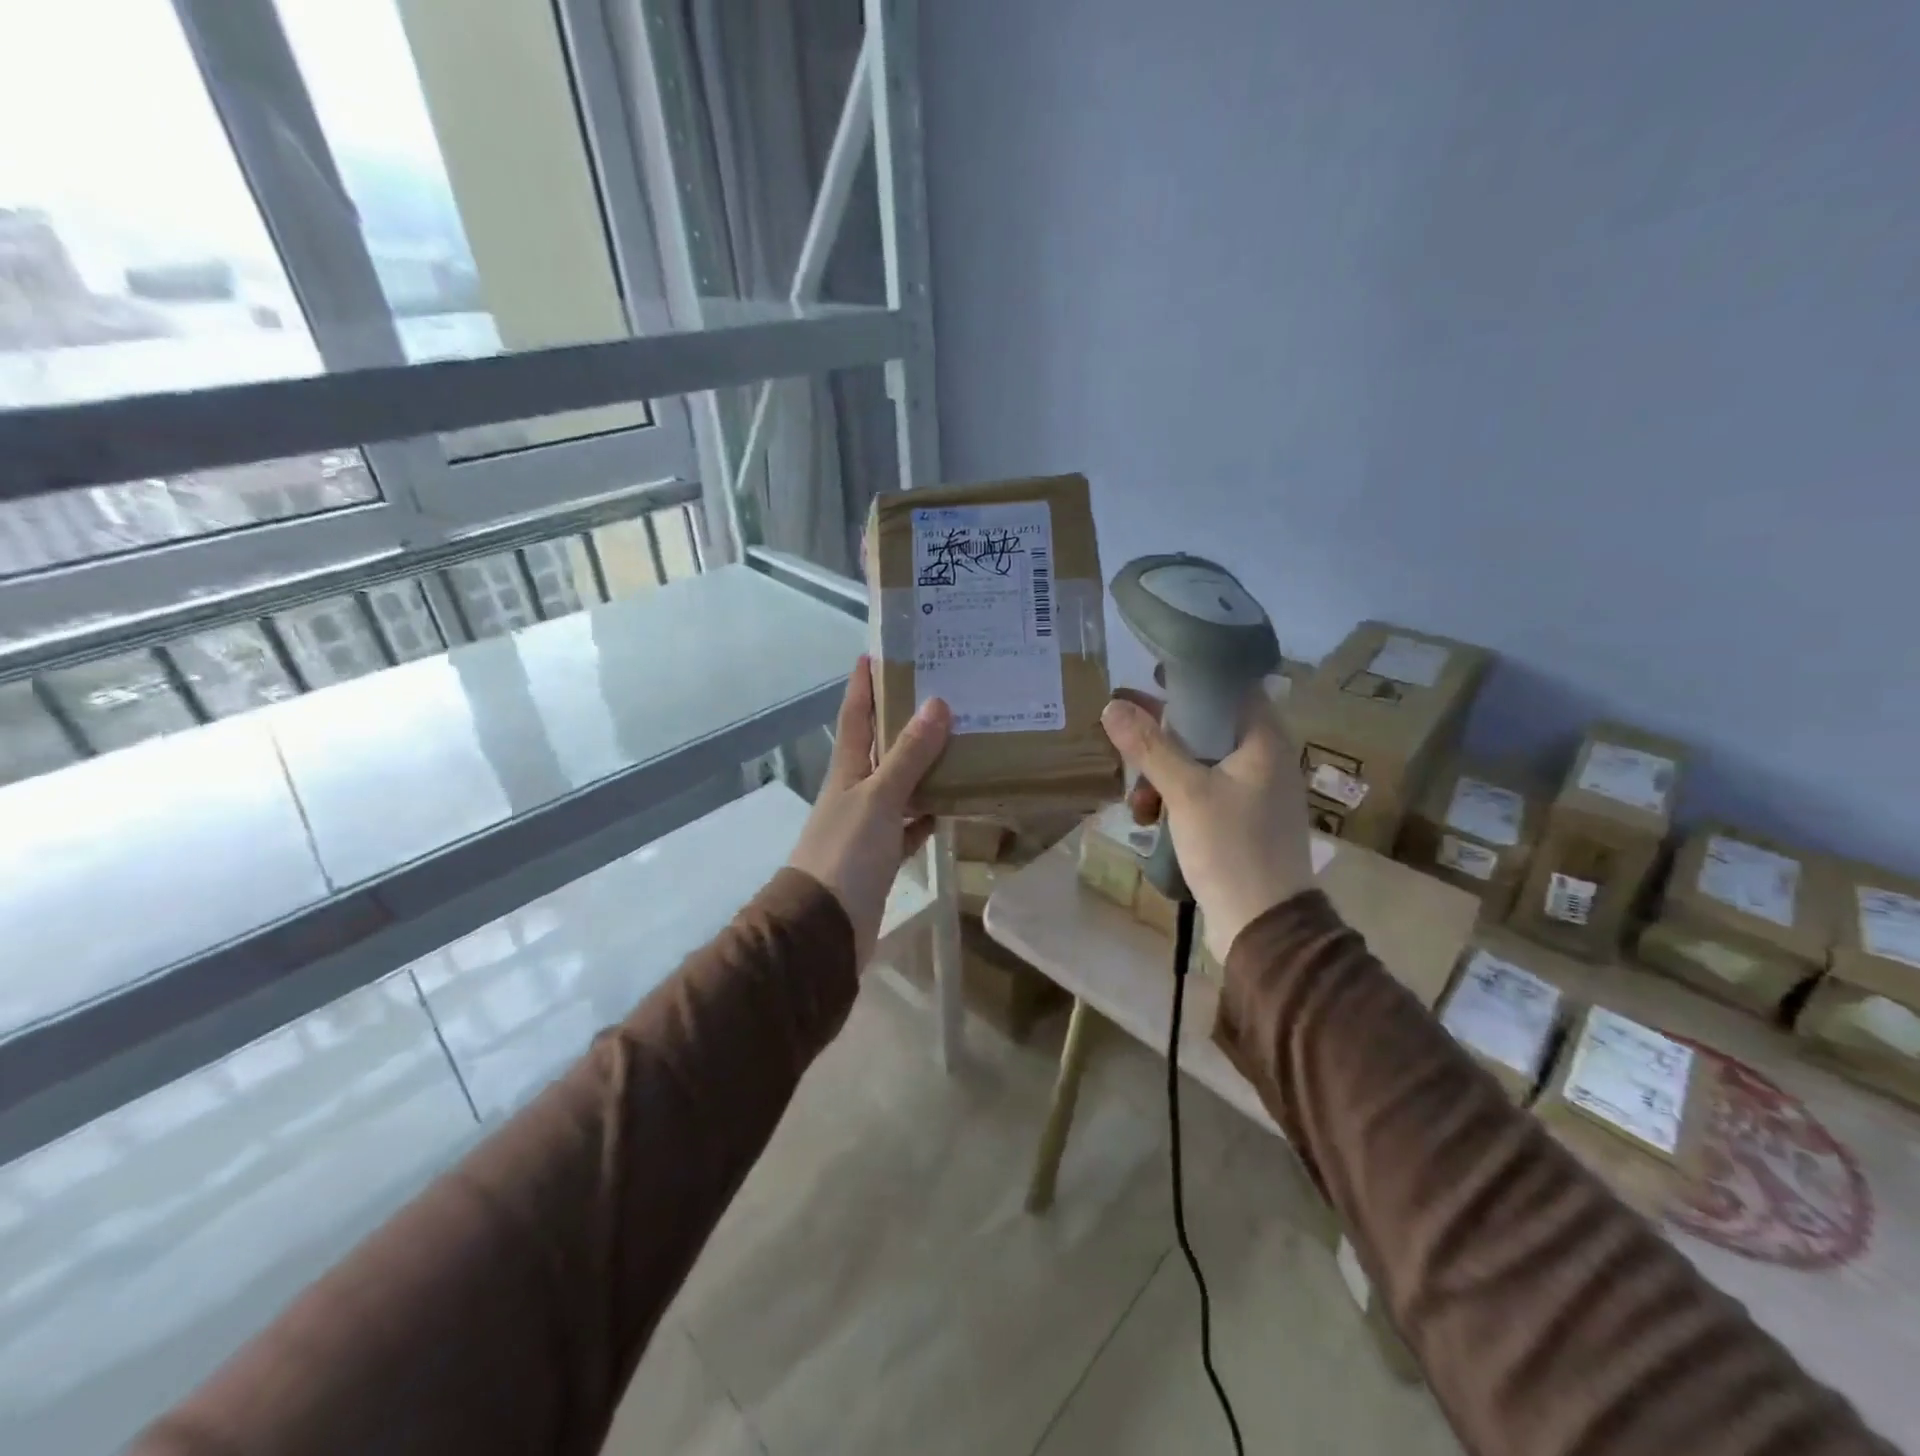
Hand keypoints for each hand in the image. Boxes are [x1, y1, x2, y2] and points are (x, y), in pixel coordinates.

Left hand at [788, 657, 951, 966]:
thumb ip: (908, 756)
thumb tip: (936, 703)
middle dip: (904, 719)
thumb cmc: (845, 854)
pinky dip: (929, 813)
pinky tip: (954, 802)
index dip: (864, 683)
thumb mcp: (878, 798)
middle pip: (881, 746)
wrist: (823, 929)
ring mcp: (868, 825)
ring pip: (900, 784)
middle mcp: (855, 791)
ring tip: (961, 740)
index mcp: (847, 770)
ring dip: (924, 765)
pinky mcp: (882, 856)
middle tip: (943, 691)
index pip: (856, 714)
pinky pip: (911, 824)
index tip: (880, 650)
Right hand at [1099, 690, 1313, 961]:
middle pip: (1208, 726)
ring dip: (1162, 773)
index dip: (1192, 678)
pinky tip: (1149, 819)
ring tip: (1137, 799)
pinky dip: (1174, 798)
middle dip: (1163, 734)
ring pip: (1199, 763)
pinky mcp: (1240, 821)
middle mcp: (1263, 760)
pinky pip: (1202, 792)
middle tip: (1123, 731)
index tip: (1152, 677)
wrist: (1264, 926)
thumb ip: (1150, 747)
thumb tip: (1113, 705)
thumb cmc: (1232, 848)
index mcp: (1264, 742)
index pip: (1232, 688)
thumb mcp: (1186, 792)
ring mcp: (1252, 793)